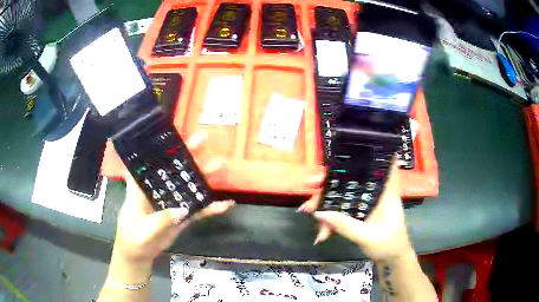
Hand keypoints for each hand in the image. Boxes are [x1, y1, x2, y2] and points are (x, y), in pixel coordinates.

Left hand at [112, 132, 234, 266]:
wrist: (140, 254)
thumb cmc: (133, 238)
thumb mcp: (142, 230)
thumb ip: (159, 220)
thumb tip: (182, 210)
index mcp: (143, 187)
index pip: (148, 162)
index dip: (157, 147)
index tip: (171, 134)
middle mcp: (159, 190)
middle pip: (174, 169)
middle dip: (189, 154)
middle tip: (204, 139)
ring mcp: (172, 202)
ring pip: (189, 186)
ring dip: (205, 176)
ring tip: (221, 164)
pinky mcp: (182, 216)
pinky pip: (198, 210)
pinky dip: (212, 207)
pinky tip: (227, 204)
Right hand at [308, 162, 413, 262]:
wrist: (392, 260)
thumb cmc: (388, 245)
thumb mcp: (366, 237)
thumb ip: (344, 225)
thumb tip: (318, 213)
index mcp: (385, 192)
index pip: (382, 164)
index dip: (369, 153)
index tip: (350, 149)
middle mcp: (375, 194)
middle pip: (352, 179)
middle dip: (329, 182)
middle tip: (309, 184)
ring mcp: (366, 204)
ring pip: (344, 195)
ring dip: (325, 203)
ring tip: (307, 211)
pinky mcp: (360, 214)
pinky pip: (343, 210)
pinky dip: (331, 220)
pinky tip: (322, 234)